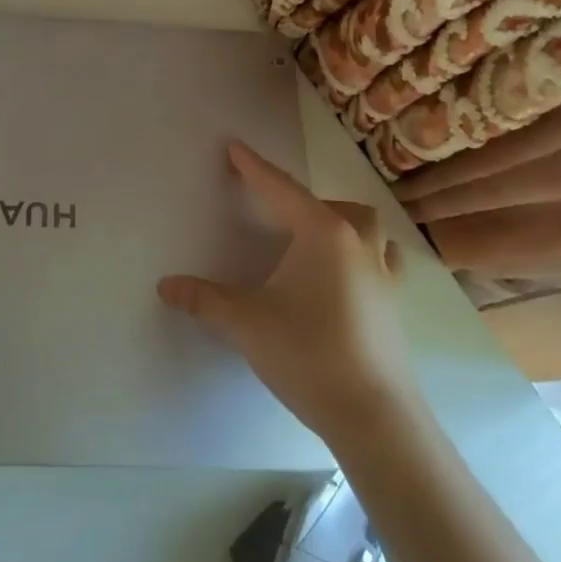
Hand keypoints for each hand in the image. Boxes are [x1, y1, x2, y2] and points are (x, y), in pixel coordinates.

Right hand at [157, 140, 411, 440]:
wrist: (372, 413)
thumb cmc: (306, 353)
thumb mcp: (244, 322)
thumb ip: (203, 299)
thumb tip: (165, 285)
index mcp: (322, 235)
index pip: (281, 190)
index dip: (254, 168)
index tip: (235, 148)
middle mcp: (359, 245)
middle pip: (337, 206)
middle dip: (306, 202)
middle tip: (278, 215)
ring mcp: (384, 276)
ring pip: (371, 230)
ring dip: (344, 224)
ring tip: (317, 241)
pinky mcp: (395, 306)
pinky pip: (384, 261)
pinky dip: (365, 255)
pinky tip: (347, 279)